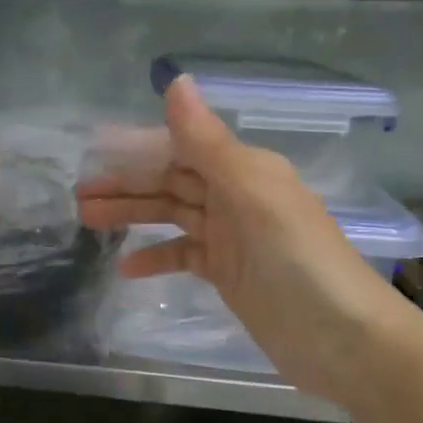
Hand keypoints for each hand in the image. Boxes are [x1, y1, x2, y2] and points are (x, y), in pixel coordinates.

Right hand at [77, 76, 422, 406]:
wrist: (344, 342)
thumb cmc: (298, 261)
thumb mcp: (252, 196)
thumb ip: (208, 142)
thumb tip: (176, 80)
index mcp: (244, 169)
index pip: (179, 148)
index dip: (136, 148)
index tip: (92, 149)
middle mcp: (236, 195)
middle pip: (170, 181)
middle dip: (125, 184)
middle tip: (77, 194)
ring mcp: (231, 237)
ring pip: (171, 215)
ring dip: (132, 215)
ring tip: (86, 220)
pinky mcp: (228, 273)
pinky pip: (183, 256)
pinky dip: (156, 258)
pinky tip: (125, 268)